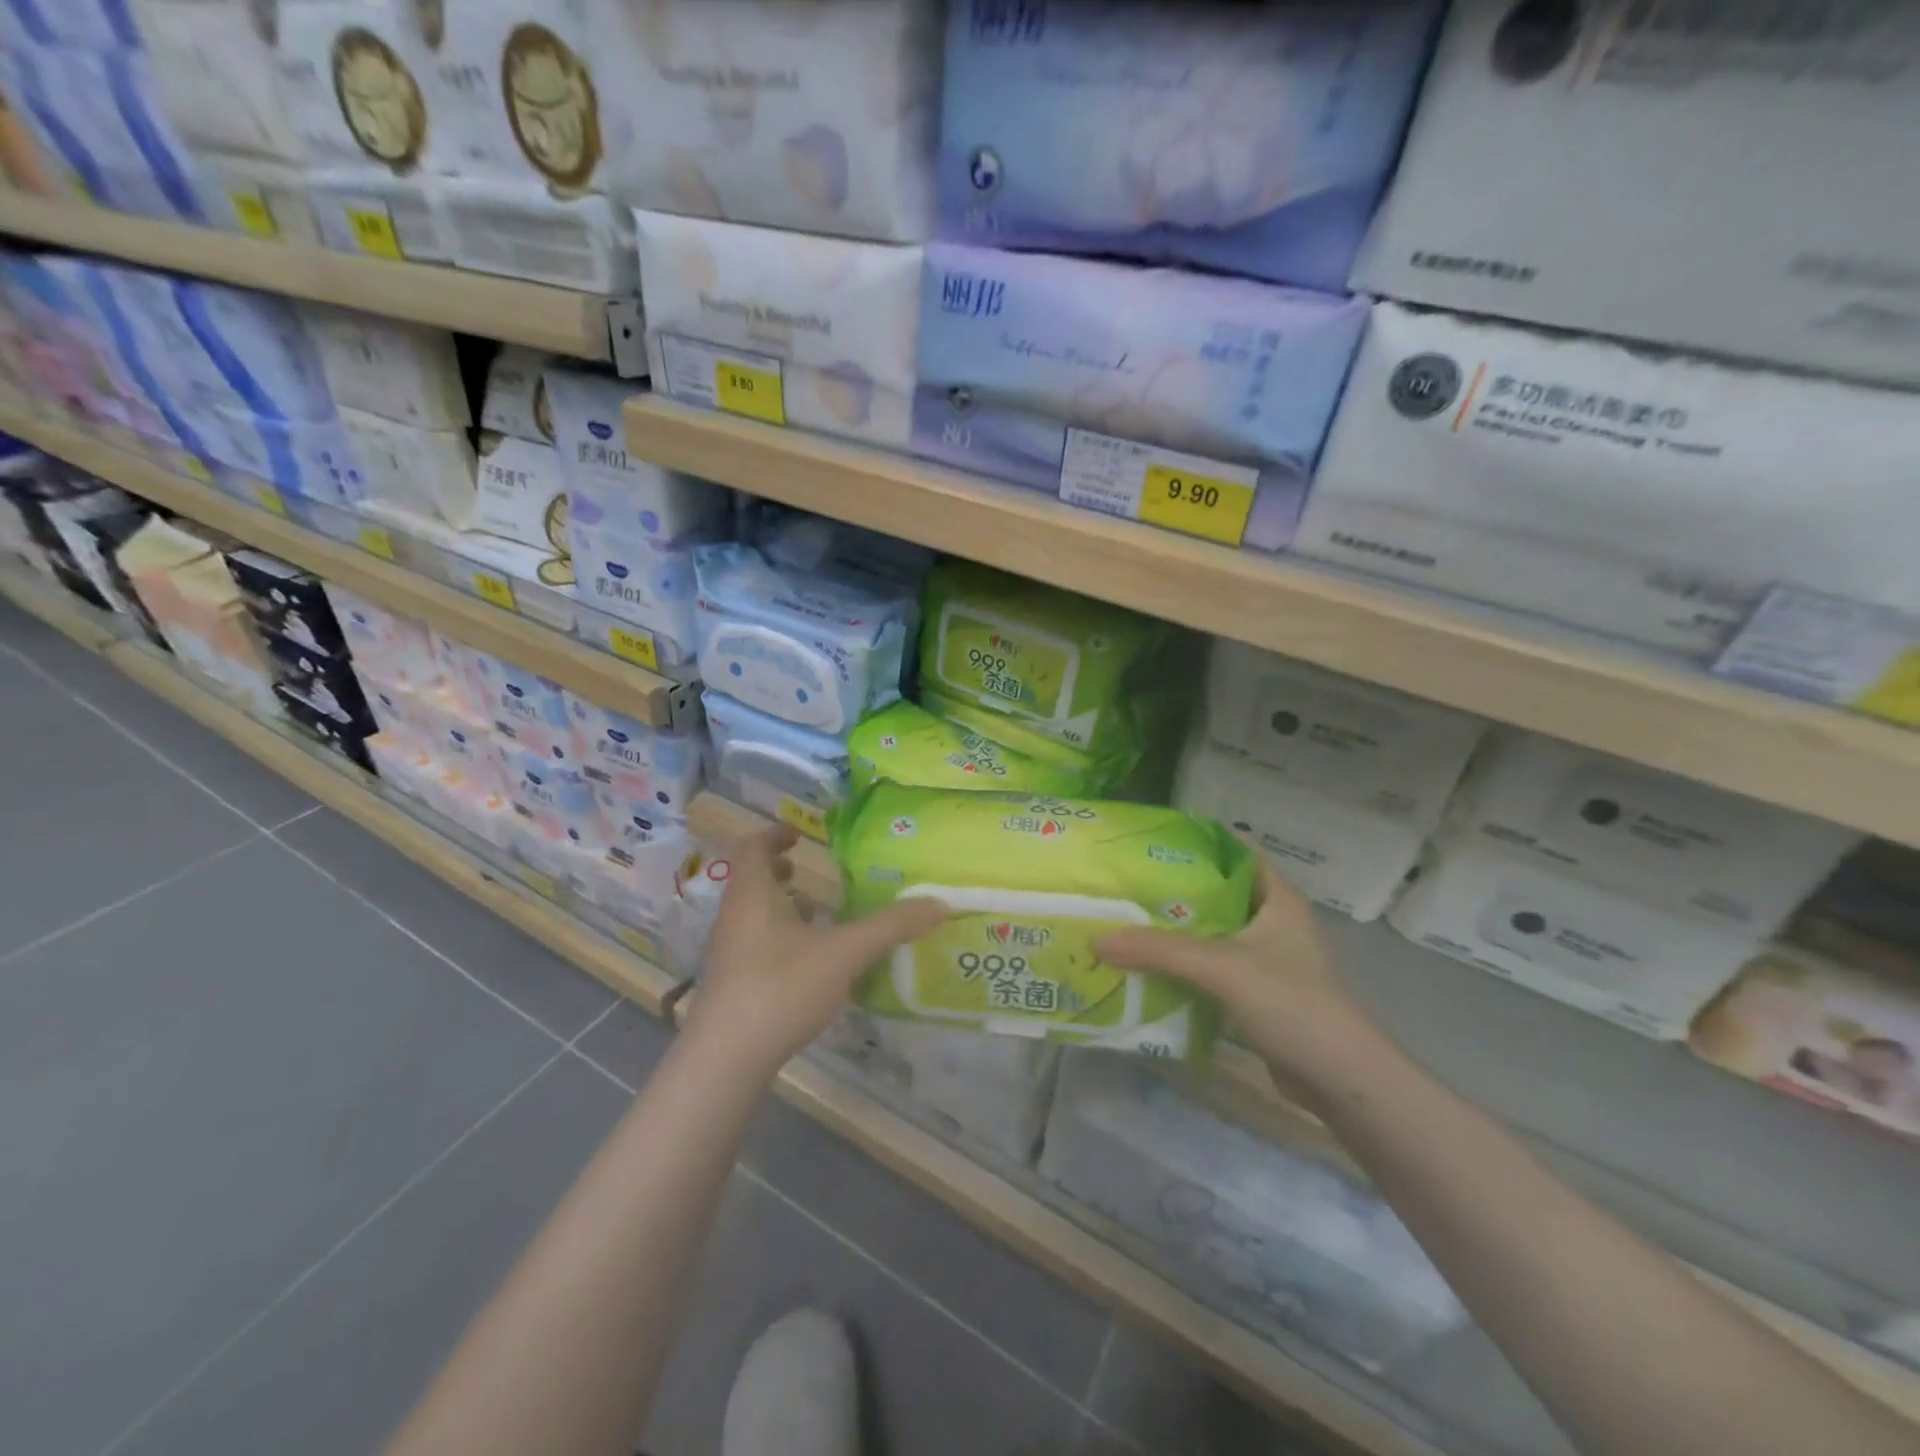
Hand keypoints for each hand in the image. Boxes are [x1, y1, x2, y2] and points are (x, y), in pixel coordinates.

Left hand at [684, 825, 948, 1079]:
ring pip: (751, 916)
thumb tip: (939, 903)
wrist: (726, 1060)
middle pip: (750, 881)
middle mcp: (733, 918)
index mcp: (752, 896)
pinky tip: (807, 962)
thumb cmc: (781, 988)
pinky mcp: (730, 987)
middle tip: (806, 869)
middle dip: (778, 871)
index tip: (799, 833)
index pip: (752, 848)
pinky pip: (754, 946)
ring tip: (814, 913)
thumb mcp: (845, 952)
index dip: (774, 835)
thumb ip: (891, 926)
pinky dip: (779, 938)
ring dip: (779, 906)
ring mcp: (727, 955)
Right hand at [1096, 853, 1386, 1109]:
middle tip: (1125, 883)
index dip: (1196, 842)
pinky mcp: (1259, 995)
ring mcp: (1268, 961)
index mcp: (1278, 899)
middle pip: (1217, 894)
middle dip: (1174, 890)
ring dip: (1176, 932)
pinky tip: (1149, 968)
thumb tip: (1097, 939)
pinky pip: (1213, 969)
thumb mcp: (1221, 967)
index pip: (1235, 852)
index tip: (1150, 840)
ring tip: (1126, 920)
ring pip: (1213, 934)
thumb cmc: (1291, 1003)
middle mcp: (1273, 922)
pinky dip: (1185, 967)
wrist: (1341, 1080)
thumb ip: (1159, 950)